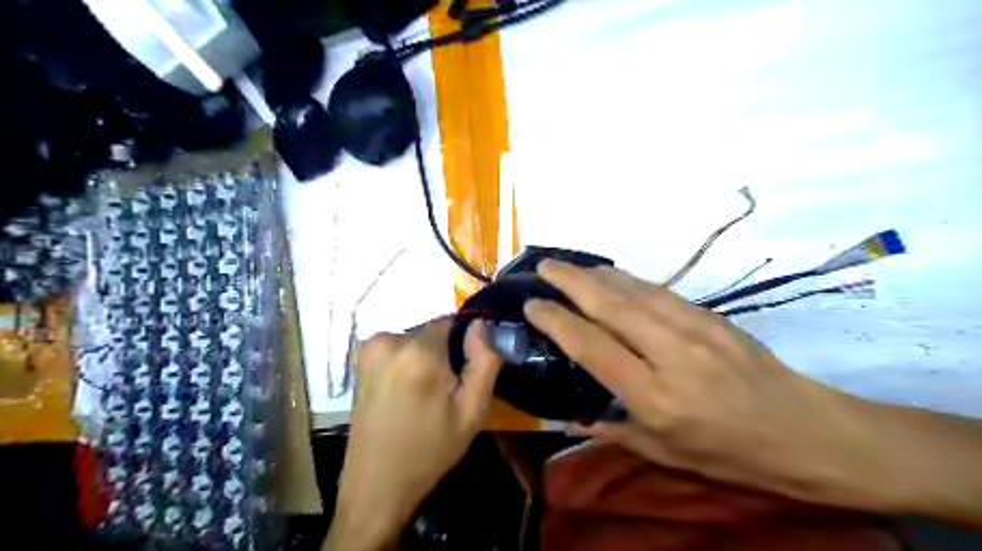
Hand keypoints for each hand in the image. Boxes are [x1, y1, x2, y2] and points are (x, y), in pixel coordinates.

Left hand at [325, 318, 500, 550]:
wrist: (376, 485)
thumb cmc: (429, 450)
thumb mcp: (471, 411)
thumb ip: (484, 361)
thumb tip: (481, 324)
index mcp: (419, 352)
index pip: (453, 322)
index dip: (465, 344)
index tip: (465, 373)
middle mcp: (389, 340)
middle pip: (432, 331)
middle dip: (445, 352)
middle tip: (447, 390)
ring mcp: (369, 348)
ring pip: (415, 339)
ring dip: (426, 357)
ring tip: (425, 395)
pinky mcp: (359, 360)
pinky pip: (397, 348)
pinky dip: (407, 362)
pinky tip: (405, 393)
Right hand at [526, 262, 899, 512]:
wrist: (806, 431)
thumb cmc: (731, 453)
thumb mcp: (666, 454)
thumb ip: (614, 429)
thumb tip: (572, 415)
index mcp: (656, 397)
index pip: (593, 347)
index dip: (557, 322)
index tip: (532, 306)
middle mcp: (671, 354)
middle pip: (611, 307)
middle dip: (570, 282)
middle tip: (542, 267)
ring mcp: (695, 328)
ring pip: (634, 291)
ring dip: (597, 275)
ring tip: (569, 267)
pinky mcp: (711, 315)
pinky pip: (659, 291)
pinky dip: (628, 280)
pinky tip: (613, 276)